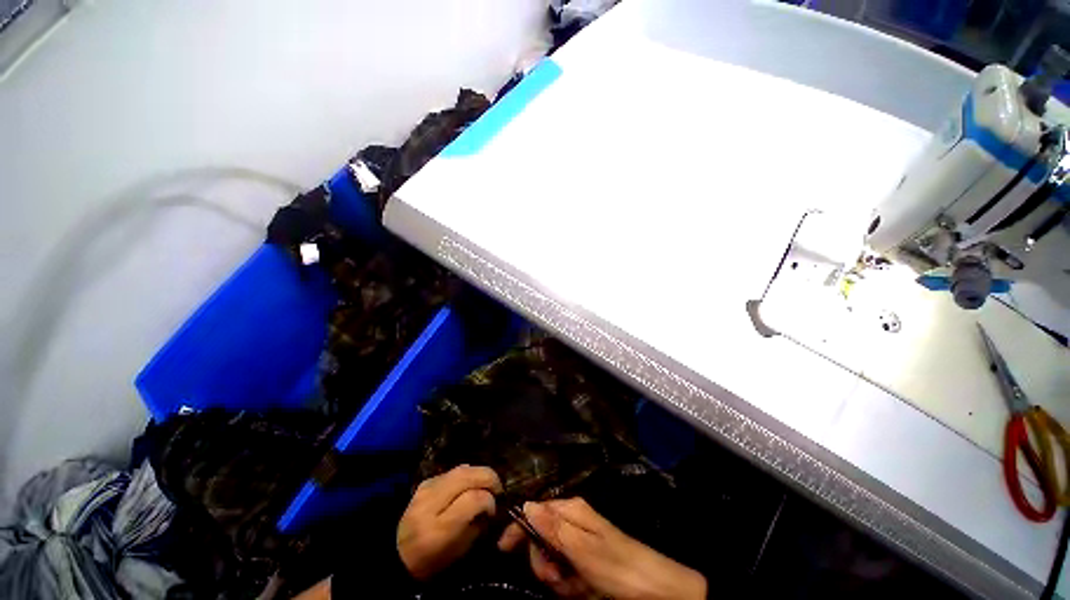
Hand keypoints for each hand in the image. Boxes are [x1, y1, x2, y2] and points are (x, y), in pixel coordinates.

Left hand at [397, 465, 502, 579]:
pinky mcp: (426, 481)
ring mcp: (426, 488)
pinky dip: (467, 474)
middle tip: (498, 489)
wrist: (395, 555)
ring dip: (479, 474)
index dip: (489, 501)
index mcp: (439, 529)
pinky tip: (470, 485)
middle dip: (489, 478)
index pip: (473, 499)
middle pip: (467, 476)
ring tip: (486, 485)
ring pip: (462, 469)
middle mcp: (431, 502)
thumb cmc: (430, 563)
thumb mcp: (458, 553)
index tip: (494, 509)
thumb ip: (478, 526)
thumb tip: (491, 505)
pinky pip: (453, 471)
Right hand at [499, 498, 705, 599]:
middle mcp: (573, 522)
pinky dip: (569, 585)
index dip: (519, 527)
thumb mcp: (581, 548)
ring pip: (552, 560)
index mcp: (571, 511)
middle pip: (541, 538)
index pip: (536, 511)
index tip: (503, 548)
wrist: (653, 589)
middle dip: (543, 562)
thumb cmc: (616, 565)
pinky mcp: (586, 563)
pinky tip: (582, 590)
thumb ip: (552, 527)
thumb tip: (526, 505)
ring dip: (557, 578)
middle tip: (555, 578)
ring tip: (575, 587)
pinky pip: (566, 574)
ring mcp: (580, 544)